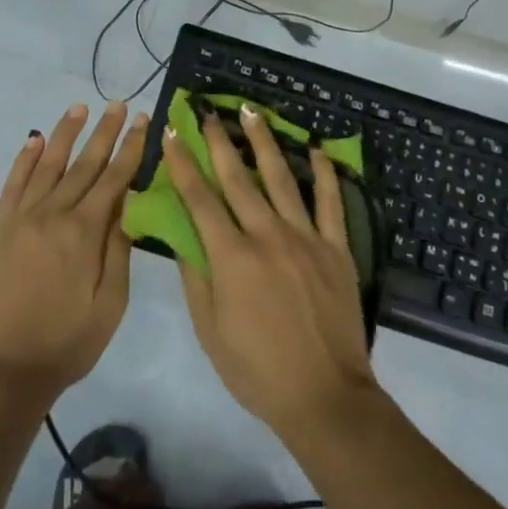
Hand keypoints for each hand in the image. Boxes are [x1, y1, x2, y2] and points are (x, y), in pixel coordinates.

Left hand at [0, 101, 149, 405]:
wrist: (3, 369)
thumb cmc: (66, 342)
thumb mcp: (109, 305)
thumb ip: (119, 250)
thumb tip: (128, 204)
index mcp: (84, 233)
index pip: (113, 179)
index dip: (130, 148)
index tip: (143, 121)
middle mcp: (53, 214)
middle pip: (84, 164)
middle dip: (104, 132)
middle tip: (119, 104)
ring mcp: (21, 218)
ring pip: (48, 165)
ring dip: (66, 134)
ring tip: (80, 107)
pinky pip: (13, 183)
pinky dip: (25, 159)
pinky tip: (35, 140)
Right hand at [165, 106, 380, 445]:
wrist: (325, 397)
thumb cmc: (257, 370)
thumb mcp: (209, 331)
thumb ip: (196, 277)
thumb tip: (183, 234)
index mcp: (232, 257)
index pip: (200, 199)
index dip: (182, 164)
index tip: (171, 133)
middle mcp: (268, 236)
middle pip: (238, 178)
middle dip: (218, 142)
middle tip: (207, 112)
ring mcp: (306, 238)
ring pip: (282, 178)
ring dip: (264, 142)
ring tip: (252, 112)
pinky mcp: (337, 249)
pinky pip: (332, 203)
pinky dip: (325, 174)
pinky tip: (316, 150)